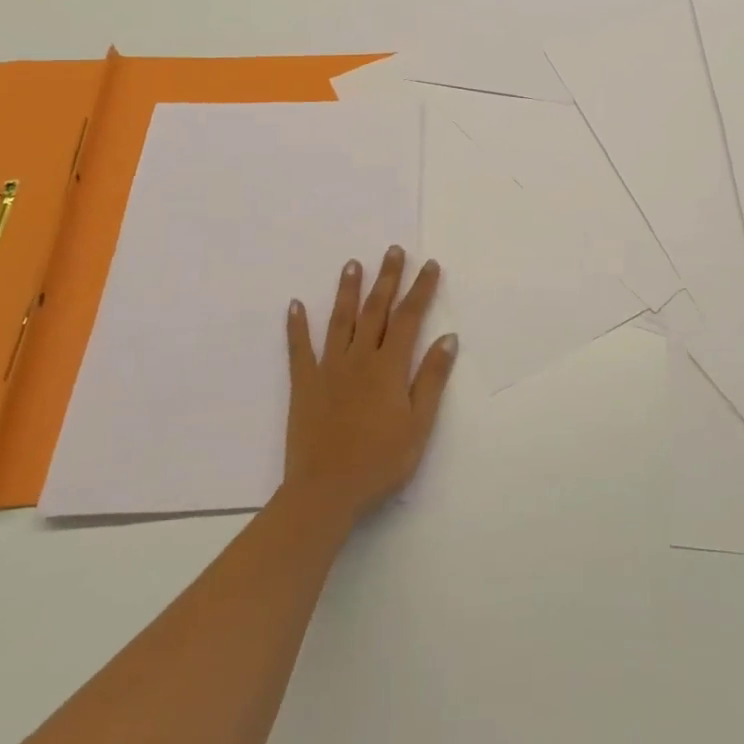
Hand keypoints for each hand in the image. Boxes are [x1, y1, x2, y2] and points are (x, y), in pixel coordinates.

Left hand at [283, 246, 456, 524]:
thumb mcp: (419, 425)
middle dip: (387, 278)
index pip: (409, 317)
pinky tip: (295, 304)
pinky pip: (299, 349)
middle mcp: (359, 358)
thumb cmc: (380, 462)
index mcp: (389, 367)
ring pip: (340, 320)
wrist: (325, 492)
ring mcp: (328, 368)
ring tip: (352, 263)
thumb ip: (432, 379)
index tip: (429, 265)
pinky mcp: (304, 384)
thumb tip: (448, 337)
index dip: (421, 289)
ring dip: (348, 290)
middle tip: (393, 250)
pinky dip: (297, 325)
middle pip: (375, 309)